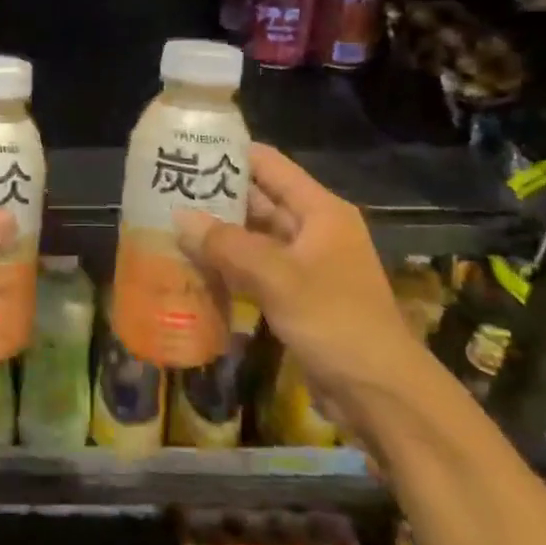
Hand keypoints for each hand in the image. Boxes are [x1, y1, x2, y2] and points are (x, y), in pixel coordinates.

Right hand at [174, 143, 433, 415]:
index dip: (230, 154)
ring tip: (168, 225)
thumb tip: (179, 217)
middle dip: (215, 196)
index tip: (186, 150)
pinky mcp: (296, 296)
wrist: (380, 394)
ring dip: (217, 234)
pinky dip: (227, 266)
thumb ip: (227, 245)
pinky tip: (191, 267)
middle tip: (165, 191)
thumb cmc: (335, 321)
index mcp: (320, 211)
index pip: (269, 165)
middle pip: (259, 200)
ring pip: (253, 237)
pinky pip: (254, 270)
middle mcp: (313, 229)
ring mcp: (305, 264)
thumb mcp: (278, 277)